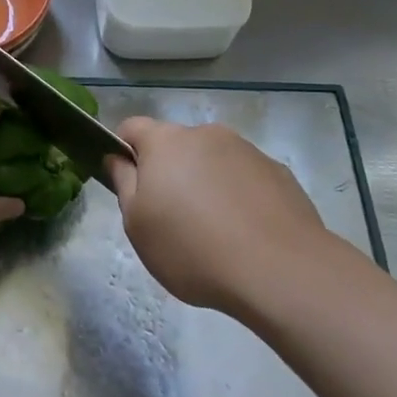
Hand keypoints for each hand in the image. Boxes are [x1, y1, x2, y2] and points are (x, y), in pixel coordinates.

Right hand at [108, 118, 353, 317]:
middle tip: (171, 218)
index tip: (129, 185)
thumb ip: (123, 184)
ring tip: (215, 232)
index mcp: (166, 142)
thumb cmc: (192, 248)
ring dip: (206, 183)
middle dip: (170, 172)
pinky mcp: (278, 172)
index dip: (124, 151)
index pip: (132, 127)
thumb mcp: (138, 225)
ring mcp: (246, 150)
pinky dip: (239, 197)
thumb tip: (117, 158)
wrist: (280, 269)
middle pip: (176, 145)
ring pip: (213, 161)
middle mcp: (206, 134)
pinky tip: (246, 235)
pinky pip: (245, 178)